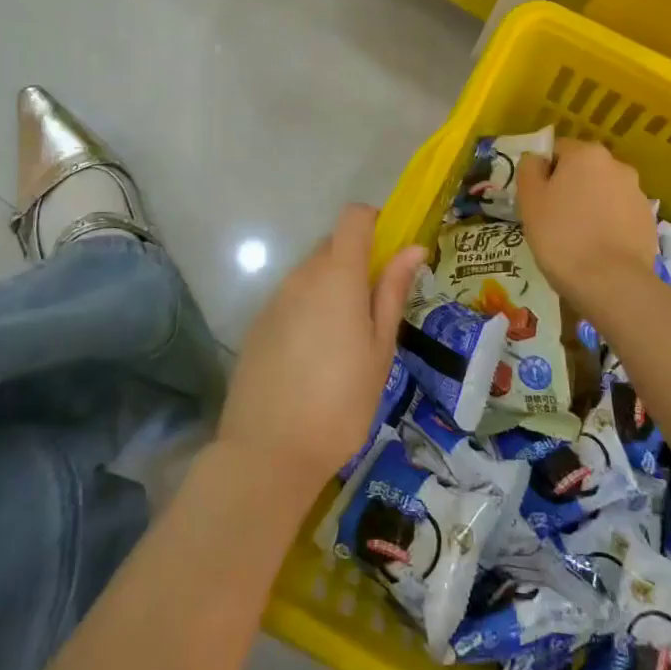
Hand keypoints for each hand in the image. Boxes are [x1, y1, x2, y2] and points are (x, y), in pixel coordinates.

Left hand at [215, 205, 426, 501]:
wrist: (269, 451)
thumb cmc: (341, 401)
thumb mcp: (380, 349)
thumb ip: (392, 292)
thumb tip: (413, 248)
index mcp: (338, 275)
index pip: (353, 218)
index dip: (373, 222)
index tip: (389, 252)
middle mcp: (302, 275)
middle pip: (332, 246)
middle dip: (356, 262)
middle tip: (374, 310)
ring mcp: (275, 298)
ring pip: (310, 274)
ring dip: (331, 288)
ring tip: (344, 342)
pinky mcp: (257, 323)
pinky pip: (290, 300)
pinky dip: (307, 311)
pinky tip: (313, 358)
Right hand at [516, 138, 656, 308]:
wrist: (612, 283)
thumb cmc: (561, 236)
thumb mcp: (530, 200)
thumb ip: (529, 169)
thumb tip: (536, 160)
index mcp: (586, 154)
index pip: (557, 150)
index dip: (543, 173)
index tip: (537, 200)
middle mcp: (617, 165)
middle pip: (583, 169)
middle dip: (569, 187)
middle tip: (553, 219)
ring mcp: (637, 193)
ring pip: (603, 192)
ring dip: (590, 205)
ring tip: (577, 238)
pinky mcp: (648, 220)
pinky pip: (620, 214)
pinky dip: (608, 224)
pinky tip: (598, 249)